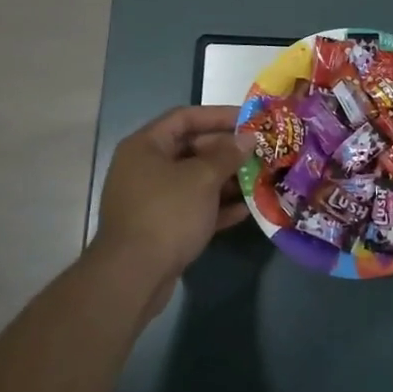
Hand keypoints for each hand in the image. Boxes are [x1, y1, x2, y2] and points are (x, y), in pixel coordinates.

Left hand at [94, 105, 250, 287]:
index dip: (218, 115)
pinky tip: (245, 210)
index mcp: (145, 146)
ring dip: (225, 180)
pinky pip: (191, 208)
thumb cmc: (167, 214)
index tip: (249, 120)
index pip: (184, 117)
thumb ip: (227, 155)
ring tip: (258, 180)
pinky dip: (215, 207)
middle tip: (259, 153)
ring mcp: (151, 199)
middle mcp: (144, 167)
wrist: (133, 276)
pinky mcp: (159, 227)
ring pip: (193, 181)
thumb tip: (247, 138)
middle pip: (190, 149)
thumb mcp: (202, 179)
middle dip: (226, 151)